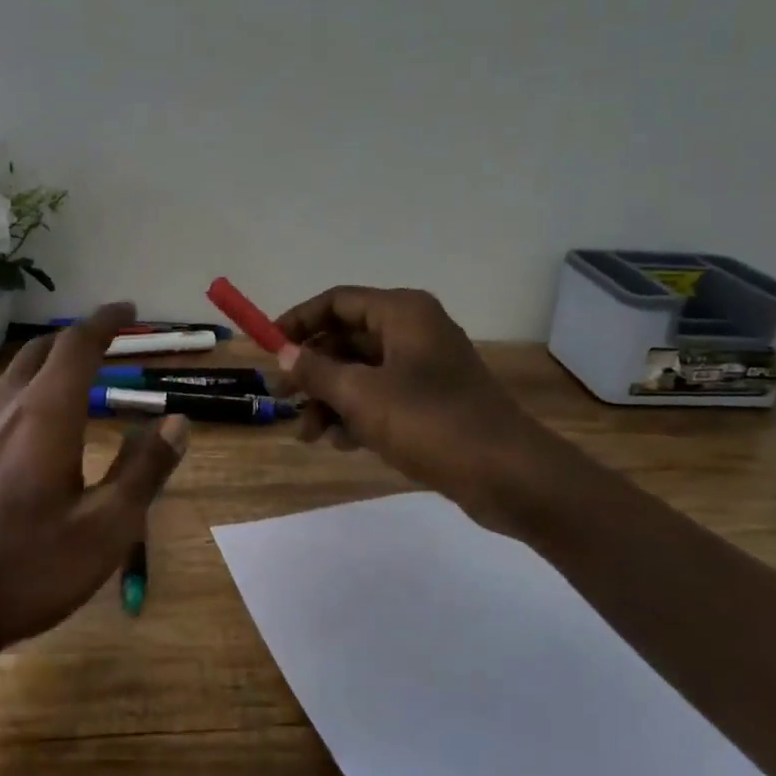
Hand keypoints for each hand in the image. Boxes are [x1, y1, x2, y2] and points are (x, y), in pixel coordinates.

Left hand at [0, 303, 188, 667]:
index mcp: (45, 414)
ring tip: (73, 381)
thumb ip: (144, 469)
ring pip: (12, 376)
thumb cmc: (24, 570)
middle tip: (107, 341)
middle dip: (76, 337)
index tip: (129, 309)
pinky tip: (26, 430)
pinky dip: (22, 394)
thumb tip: (178, 421)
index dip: (106, 321)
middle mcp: (2, 408)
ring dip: (47, 365)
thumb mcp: (105, 528)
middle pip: (41, 351)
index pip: (78, 345)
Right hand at [274, 286, 532, 525]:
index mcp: (401, 313)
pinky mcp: (431, 401)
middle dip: (311, 370)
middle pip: (346, 338)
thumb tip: (284, 354)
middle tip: (282, 399)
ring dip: (329, 399)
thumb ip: (317, 371)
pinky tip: (341, 444)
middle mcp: (413, 331)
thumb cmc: (430, 422)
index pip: (336, 301)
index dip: (298, 321)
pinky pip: (381, 397)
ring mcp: (424, 367)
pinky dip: (357, 415)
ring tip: (307, 435)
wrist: (507, 474)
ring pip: (360, 372)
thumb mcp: (361, 395)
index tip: (268, 349)